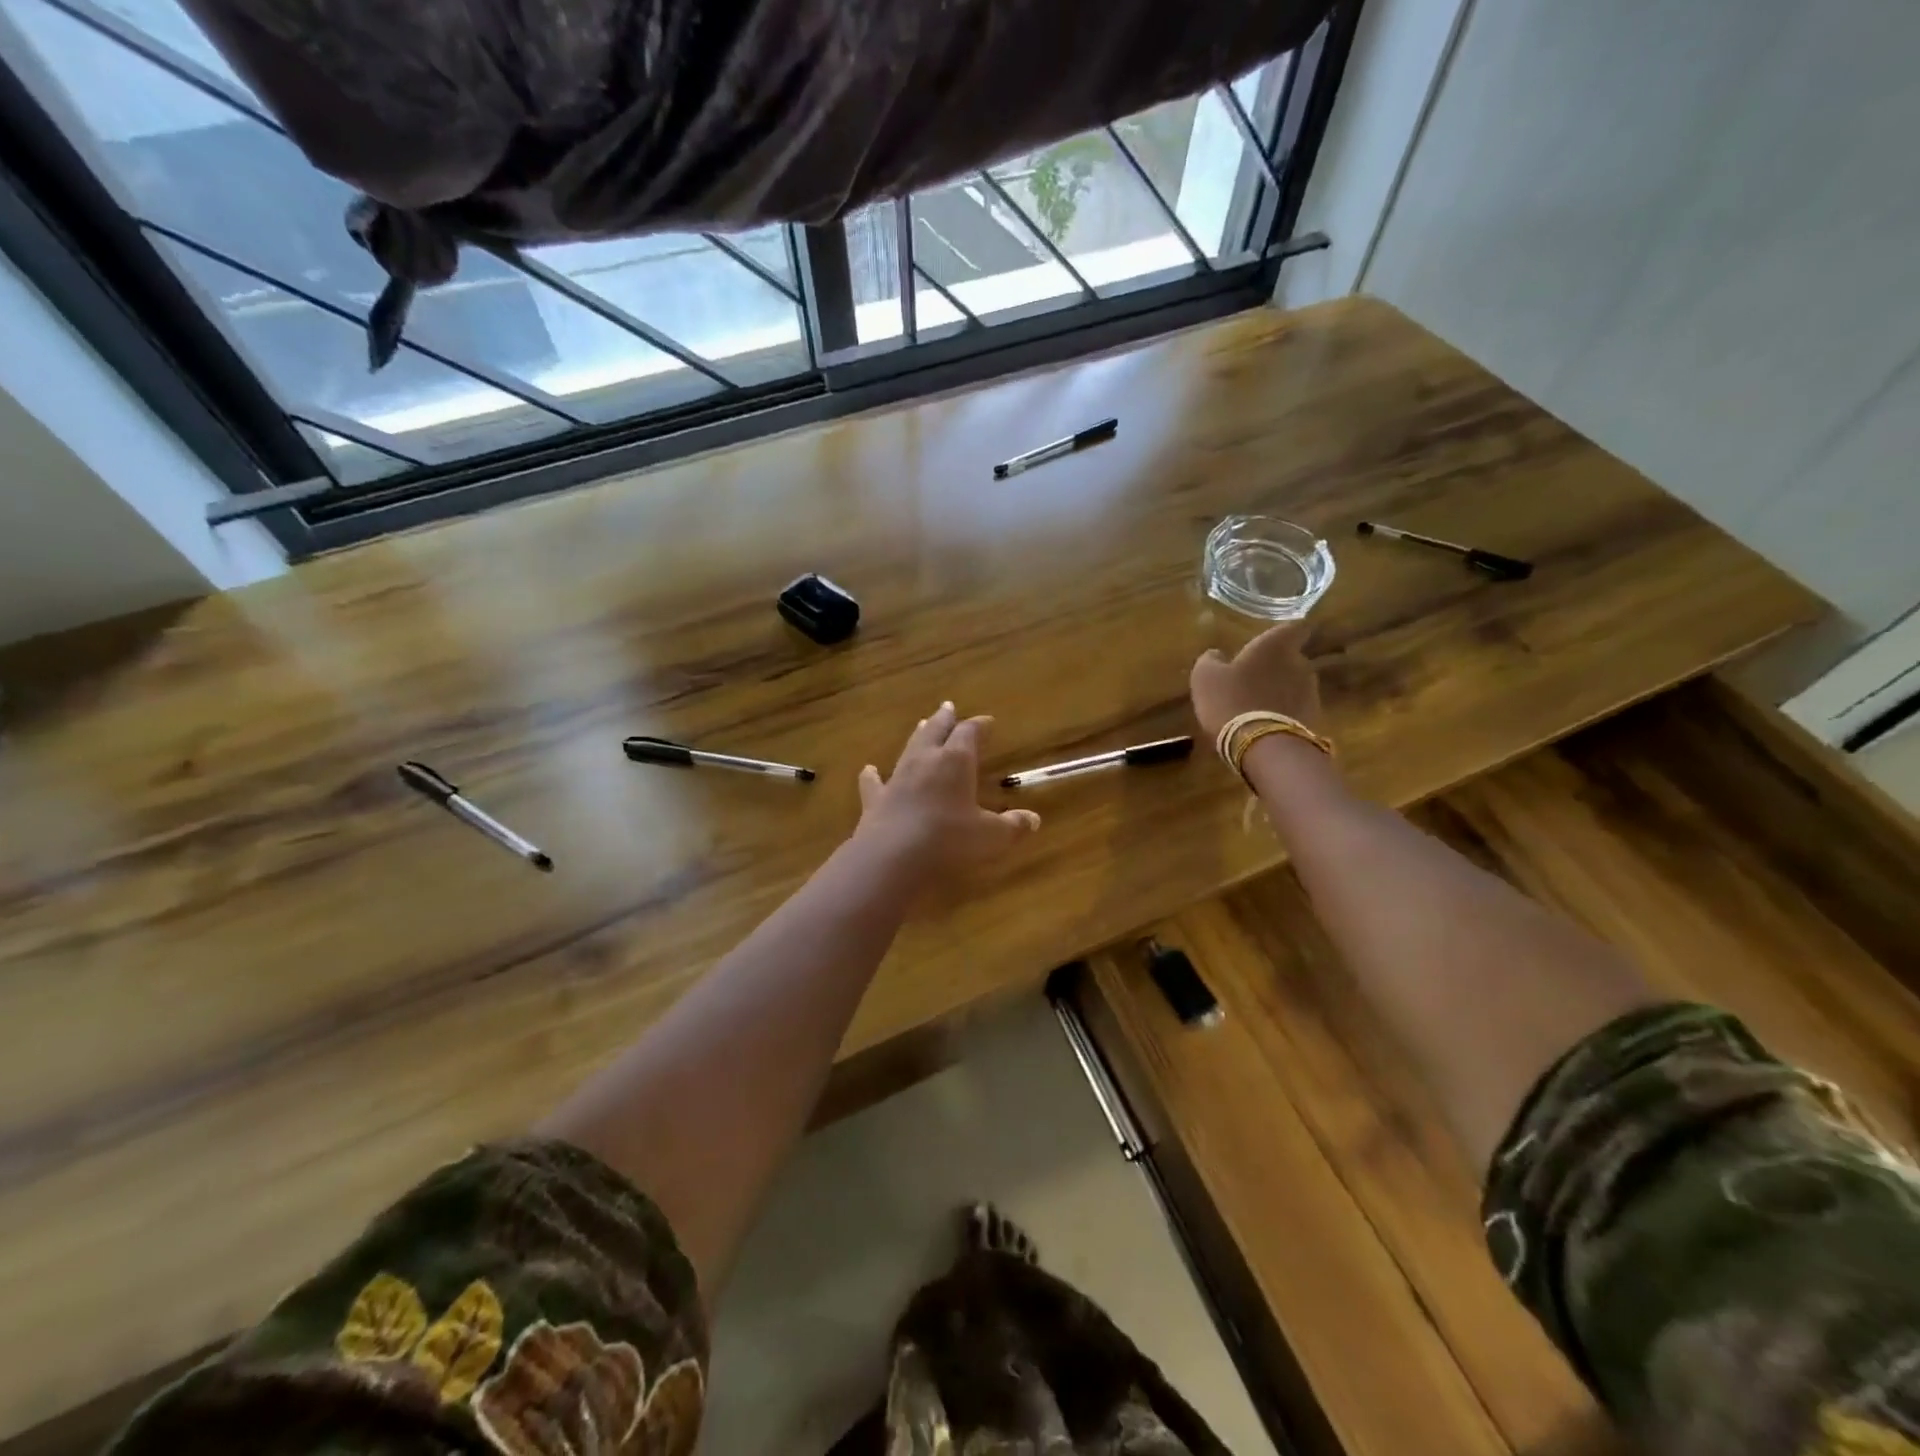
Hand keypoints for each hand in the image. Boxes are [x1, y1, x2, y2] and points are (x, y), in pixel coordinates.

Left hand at [854, 703, 1040, 883]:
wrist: (893, 857)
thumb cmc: (950, 840)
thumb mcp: (991, 837)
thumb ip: (1012, 826)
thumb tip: (1033, 820)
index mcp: (956, 761)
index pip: (969, 733)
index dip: (979, 725)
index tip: (988, 721)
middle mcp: (925, 761)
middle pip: (936, 731)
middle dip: (945, 719)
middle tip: (948, 707)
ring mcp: (897, 778)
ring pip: (909, 748)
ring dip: (918, 736)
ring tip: (922, 725)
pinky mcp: (875, 799)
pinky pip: (874, 782)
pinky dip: (872, 775)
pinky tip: (868, 770)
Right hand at [1189, 623, 1323, 741]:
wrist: (1262, 746)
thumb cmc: (1231, 699)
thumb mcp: (1205, 677)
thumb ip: (1211, 660)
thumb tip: (1216, 654)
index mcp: (1275, 646)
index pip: (1295, 627)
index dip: (1286, 633)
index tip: (1274, 640)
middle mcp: (1300, 663)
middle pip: (1293, 658)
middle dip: (1277, 666)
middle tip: (1254, 677)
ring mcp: (1310, 692)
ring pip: (1295, 685)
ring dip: (1280, 691)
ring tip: (1258, 705)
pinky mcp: (1313, 719)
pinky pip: (1296, 710)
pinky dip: (1284, 713)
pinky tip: (1264, 725)